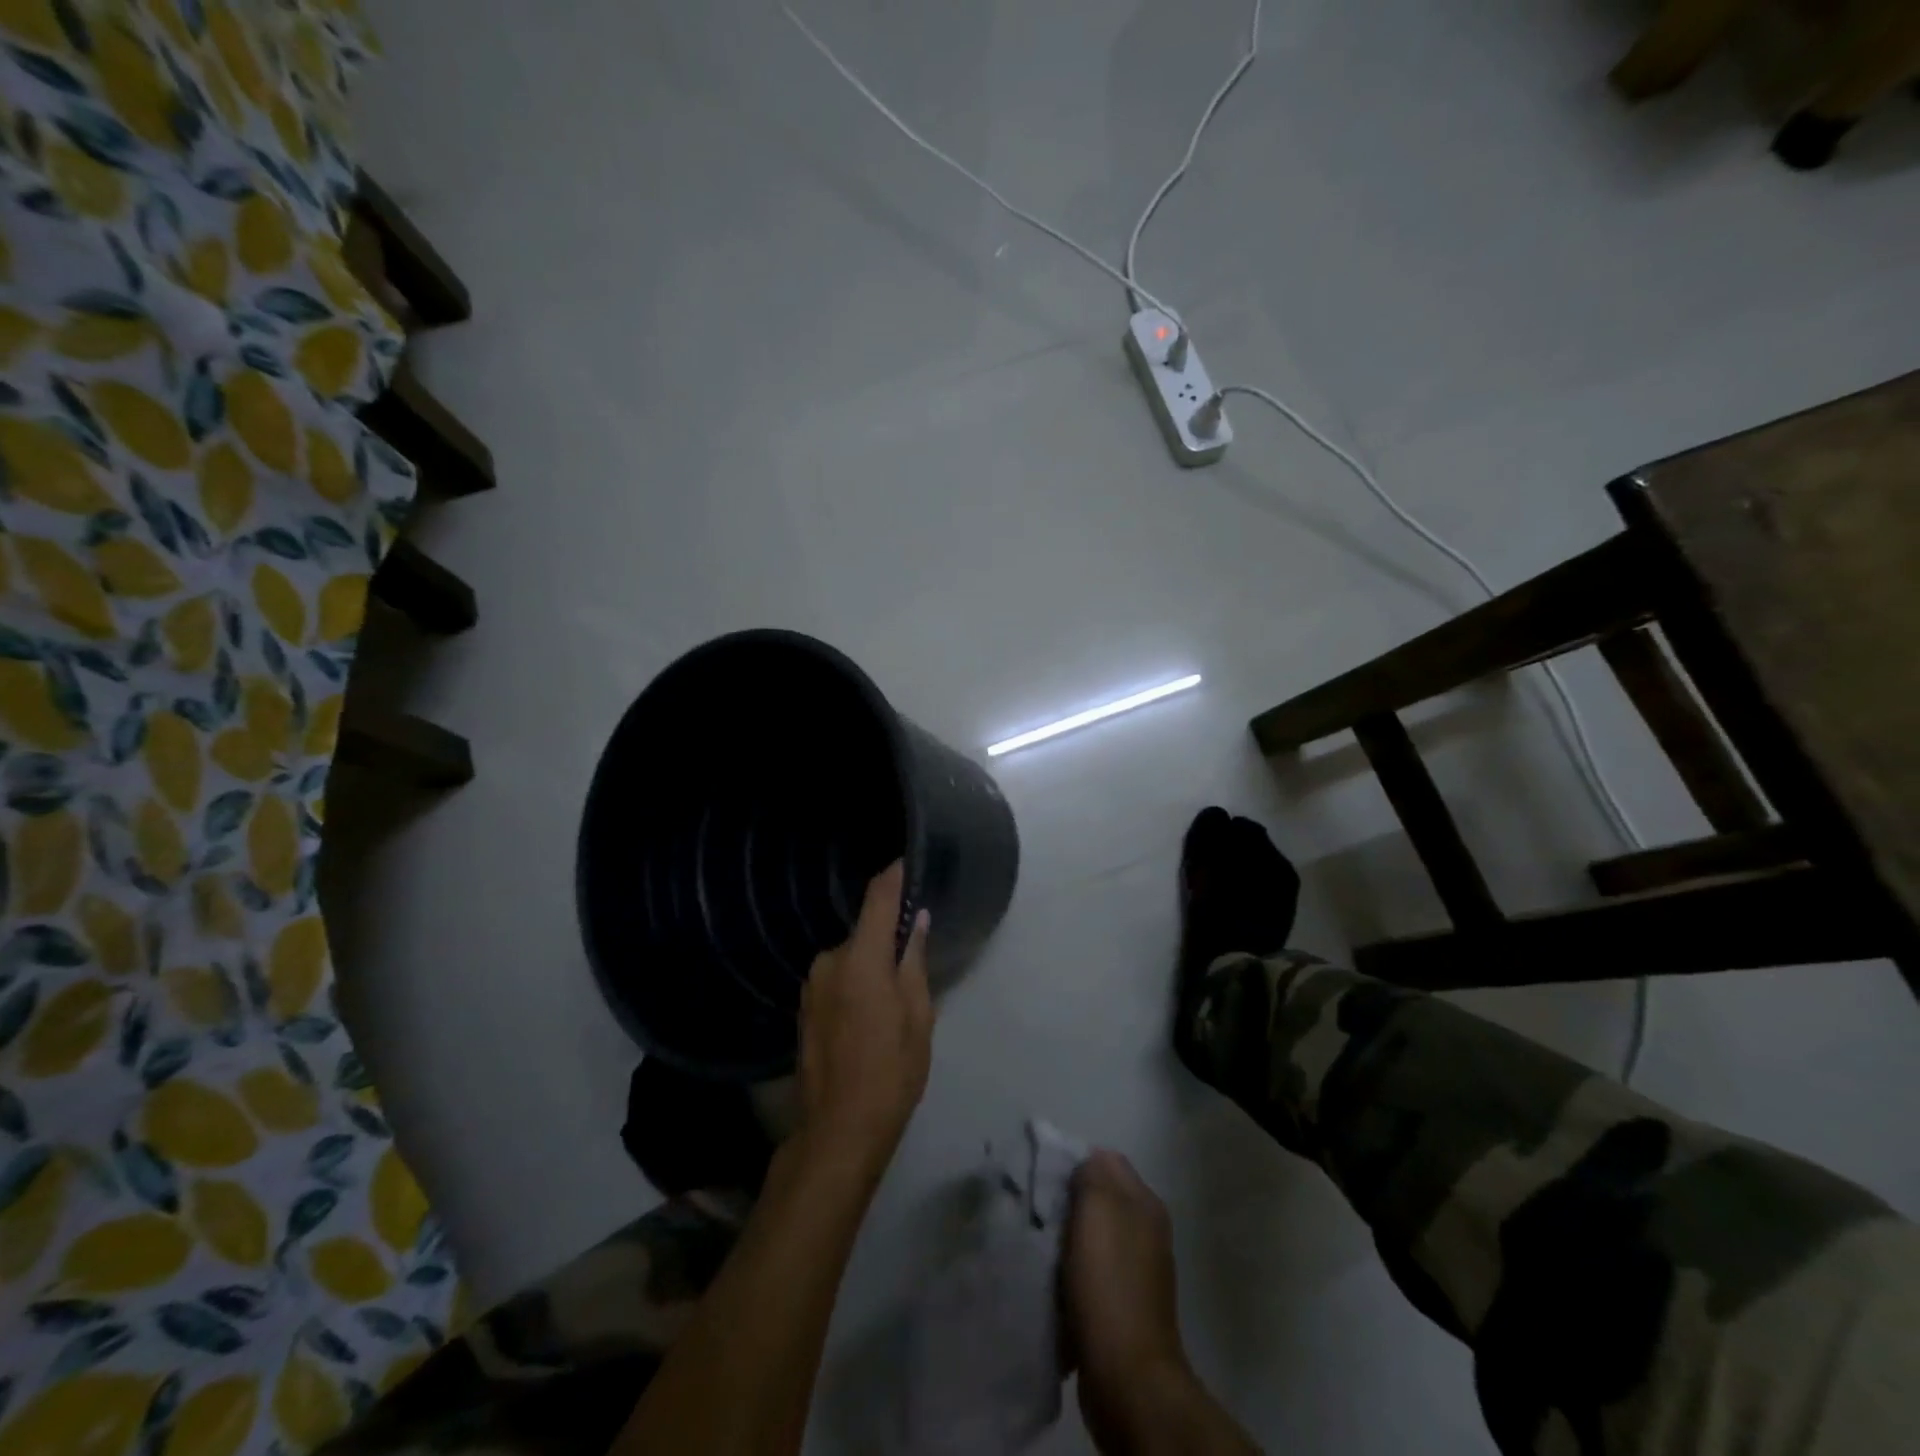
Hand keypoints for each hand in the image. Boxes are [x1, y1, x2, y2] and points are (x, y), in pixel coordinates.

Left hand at [796, 862, 933, 1185]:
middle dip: (889, 937)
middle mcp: (830, 961)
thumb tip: (917, 922)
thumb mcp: (918, 1017)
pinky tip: (867, 1015)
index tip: (908, 861)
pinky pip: (837, 978)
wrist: (837, 1131)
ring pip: (851, 957)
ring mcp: (812, 984)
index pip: (878, 898)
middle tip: (915, 960)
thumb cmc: (890, 1072)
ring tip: (892, 1000)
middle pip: (865, 931)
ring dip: (871, 964)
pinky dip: (855, 982)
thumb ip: (915, 962)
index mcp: (861, 959)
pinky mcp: (805, 1006)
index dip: (894, 876)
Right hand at [1063, 1151, 1189, 1444]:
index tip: (1041, 1174)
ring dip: (1066, 1238)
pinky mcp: (1122, 1306)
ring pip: (1093, 1236)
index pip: (1106, 1160)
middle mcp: (1146, 1232)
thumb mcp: (1097, 1211)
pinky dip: (1072, 1272)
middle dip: (1067, 1200)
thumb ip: (1092, 1174)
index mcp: (1145, 1204)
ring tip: (1037, 1244)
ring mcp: (1137, 1271)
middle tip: (1035, 1209)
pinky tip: (1051, 1281)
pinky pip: (1091, 1272)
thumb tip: (1085, 1162)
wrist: (1127, 1378)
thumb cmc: (1109, 1285)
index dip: (1073, 1161)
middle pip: (1099, 1198)